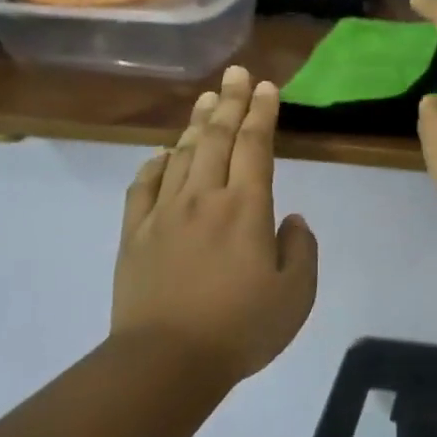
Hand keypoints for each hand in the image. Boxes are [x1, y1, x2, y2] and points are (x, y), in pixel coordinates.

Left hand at [112, 65, 318, 385]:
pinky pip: (143, 187)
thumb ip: (301, 249)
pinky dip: (154, 164)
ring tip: (206, 99)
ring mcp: (165, 213)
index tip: (266, 87)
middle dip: (230, 102)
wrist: (167, 362)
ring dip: (195, 123)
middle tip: (236, 74)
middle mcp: (205, 198)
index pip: (255, 146)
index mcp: (247, 207)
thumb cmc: (241, 328)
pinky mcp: (135, 234)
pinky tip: (160, 155)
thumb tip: (291, 220)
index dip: (262, 113)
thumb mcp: (296, 294)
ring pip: (181, 155)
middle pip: (216, 138)